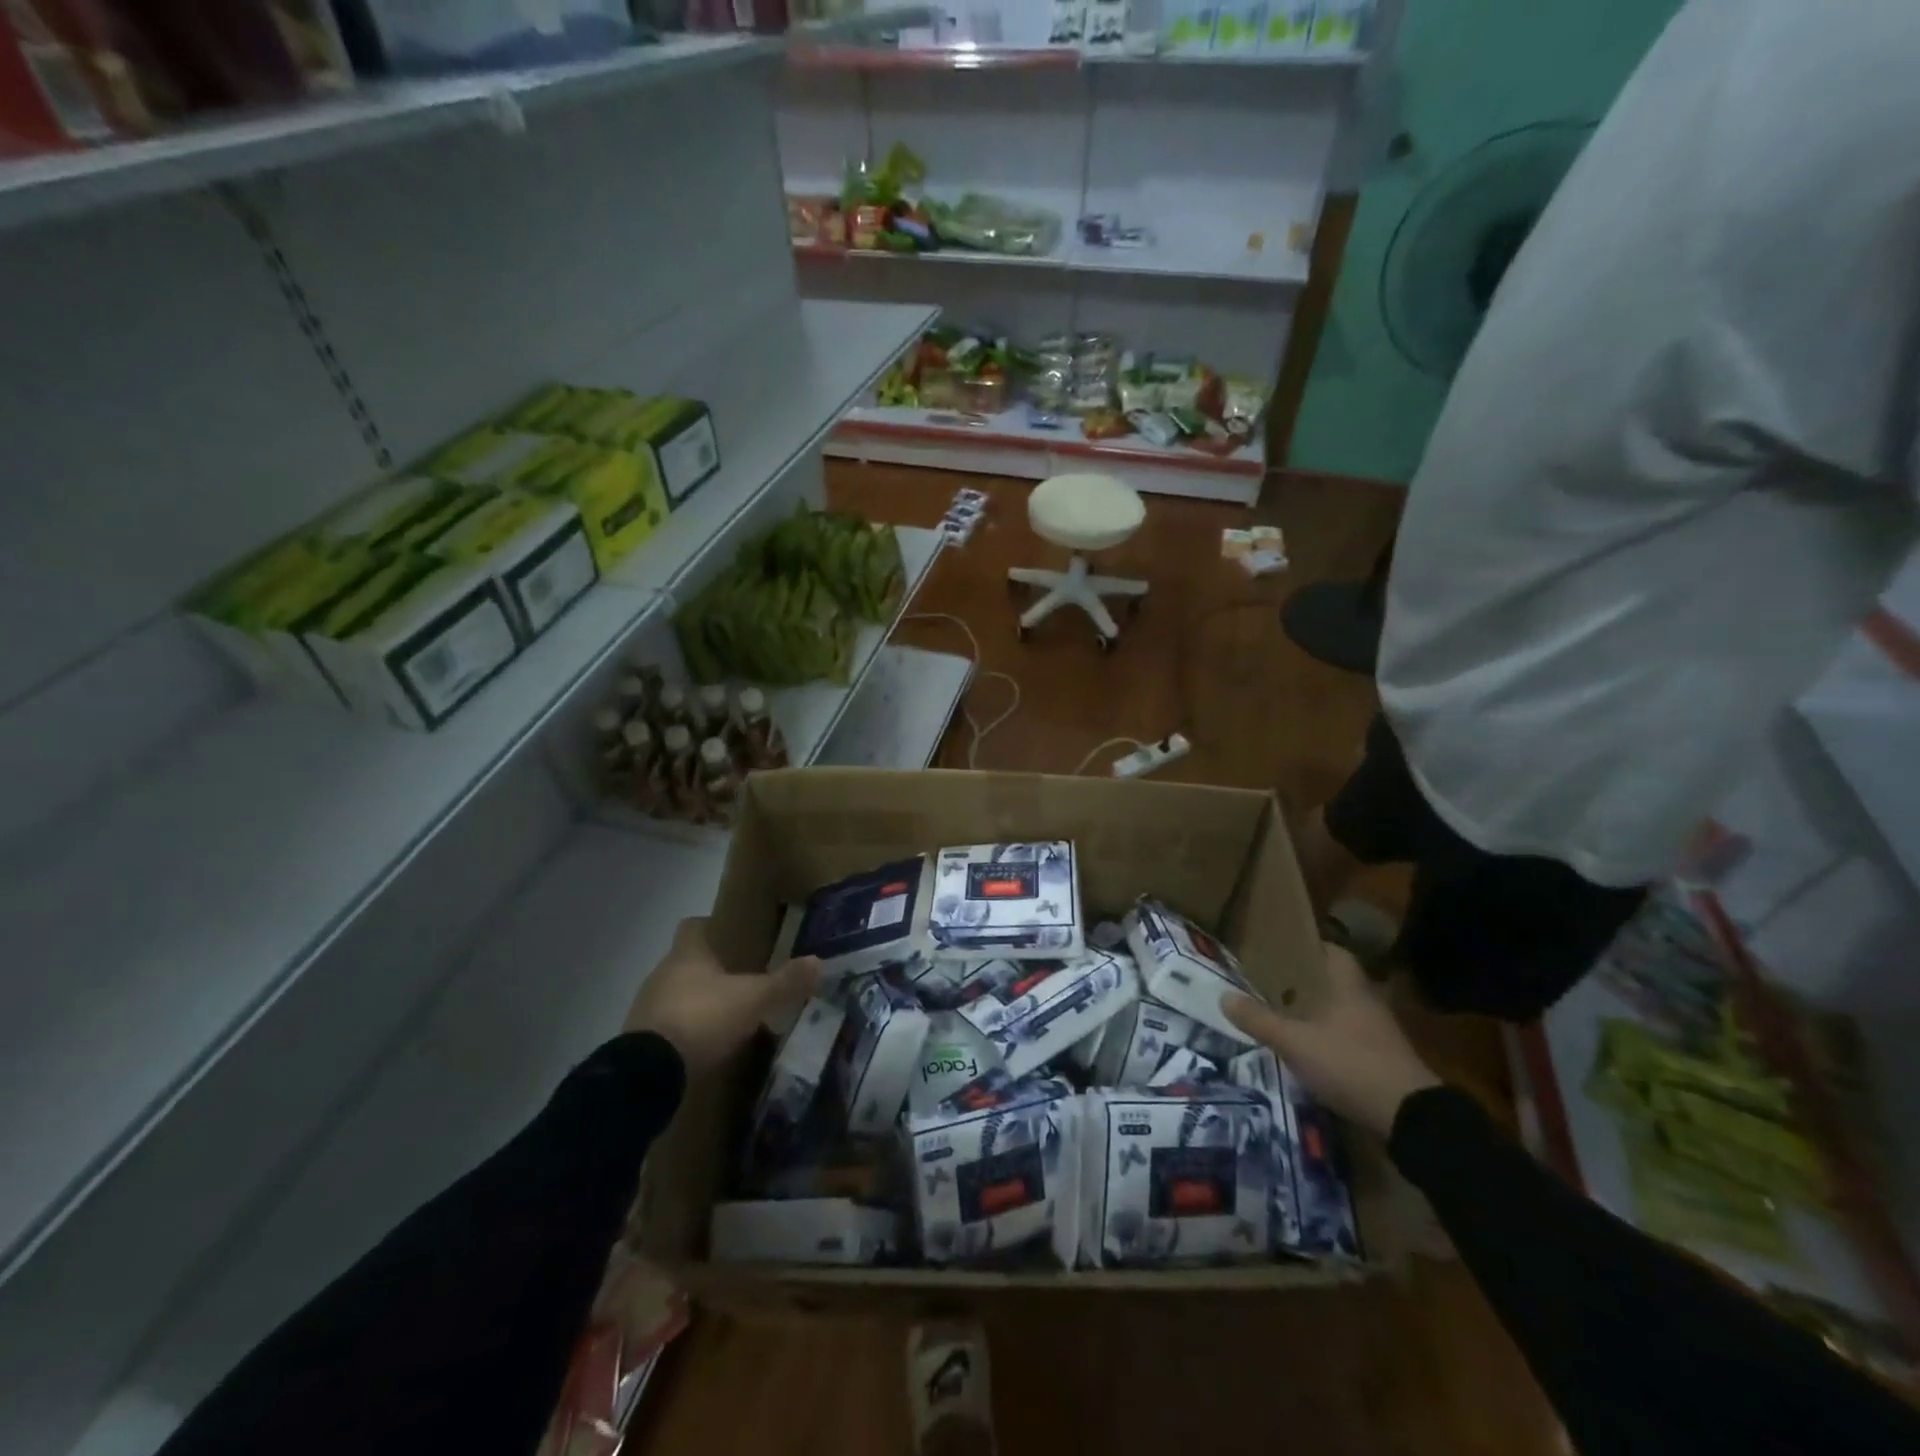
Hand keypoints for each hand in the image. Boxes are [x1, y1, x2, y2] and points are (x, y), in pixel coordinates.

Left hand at [624, 918, 822, 1075]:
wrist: (649, 1074)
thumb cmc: (703, 1019)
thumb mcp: (753, 1000)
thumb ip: (785, 982)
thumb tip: (819, 962)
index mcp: (686, 955)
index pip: (692, 926)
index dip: (710, 927)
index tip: (732, 936)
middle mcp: (661, 974)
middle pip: (686, 962)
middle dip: (710, 970)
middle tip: (741, 980)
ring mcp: (646, 1008)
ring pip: (676, 994)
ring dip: (697, 1002)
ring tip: (727, 1015)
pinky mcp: (639, 1042)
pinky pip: (667, 1027)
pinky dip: (685, 1032)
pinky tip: (706, 1046)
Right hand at [1224, 943, 1440, 1137]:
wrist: (1409, 1116)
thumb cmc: (1349, 1062)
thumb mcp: (1294, 1041)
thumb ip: (1258, 1019)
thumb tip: (1222, 996)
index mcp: (1347, 984)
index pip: (1329, 950)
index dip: (1304, 947)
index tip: (1276, 950)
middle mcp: (1365, 1000)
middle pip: (1330, 980)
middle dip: (1301, 981)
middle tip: (1267, 981)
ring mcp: (1376, 1031)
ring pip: (1338, 1009)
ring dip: (1313, 1010)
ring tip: (1279, 1012)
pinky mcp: (1381, 1058)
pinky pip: (1346, 1035)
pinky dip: (1326, 1036)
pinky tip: (1304, 1046)